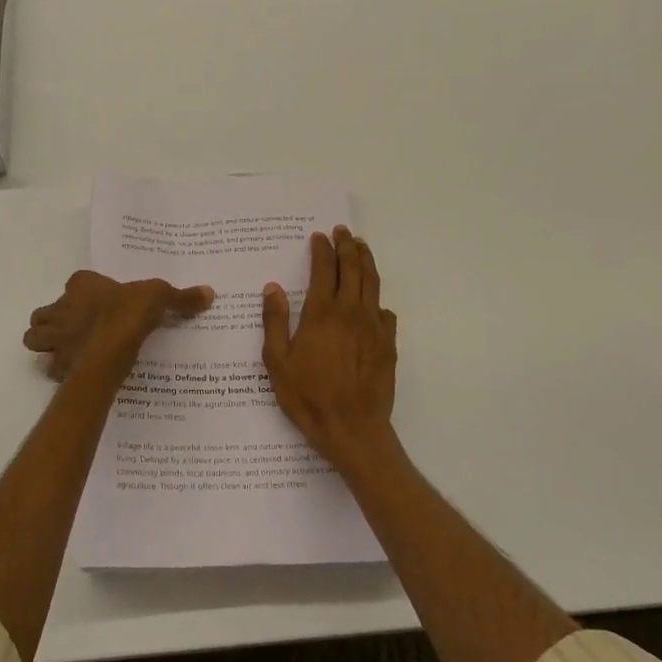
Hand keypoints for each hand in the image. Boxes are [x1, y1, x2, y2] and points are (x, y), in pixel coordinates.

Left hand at [23, 271, 212, 381]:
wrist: (109, 351)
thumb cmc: (128, 315)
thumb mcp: (160, 297)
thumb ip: (181, 297)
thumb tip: (209, 292)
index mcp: (82, 286)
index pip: (76, 282)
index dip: (84, 290)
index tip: (98, 300)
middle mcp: (61, 308)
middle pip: (46, 312)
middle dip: (54, 320)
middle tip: (77, 328)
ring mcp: (55, 338)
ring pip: (36, 337)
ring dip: (47, 342)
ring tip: (68, 349)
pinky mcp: (57, 364)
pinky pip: (50, 367)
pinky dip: (58, 370)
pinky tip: (75, 373)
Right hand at [262, 226, 397, 470]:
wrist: (352, 429)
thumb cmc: (308, 396)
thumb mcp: (277, 361)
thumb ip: (275, 321)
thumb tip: (273, 288)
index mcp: (322, 313)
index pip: (325, 270)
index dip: (322, 250)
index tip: (320, 236)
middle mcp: (351, 312)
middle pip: (353, 269)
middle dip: (347, 246)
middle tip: (343, 231)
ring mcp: (374, 327)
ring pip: (373, 284)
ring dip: (366, 262)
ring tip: (361, 247)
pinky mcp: (388, 345)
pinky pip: (385, 313)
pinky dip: (377, 300)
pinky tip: (374, 302)